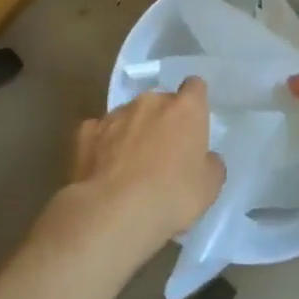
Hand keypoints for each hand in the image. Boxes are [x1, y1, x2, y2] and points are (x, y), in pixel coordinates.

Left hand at [62, 79, 224, 262]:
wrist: (114, 212)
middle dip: (162, 120)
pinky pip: (100, 132)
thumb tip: (205, 158)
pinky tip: (104, 169)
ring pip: (129, 115)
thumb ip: (210, 164)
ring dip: (133, 131)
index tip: (194, 121)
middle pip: (160, 102)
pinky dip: (104, 145)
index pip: (195, 87)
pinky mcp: (87, 131)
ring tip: (131, 167)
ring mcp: (116, 114)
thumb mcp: (209, 187)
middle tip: (164, 153)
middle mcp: (150, 102)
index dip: (195, 101)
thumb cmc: (172, 196)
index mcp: (185, 109)